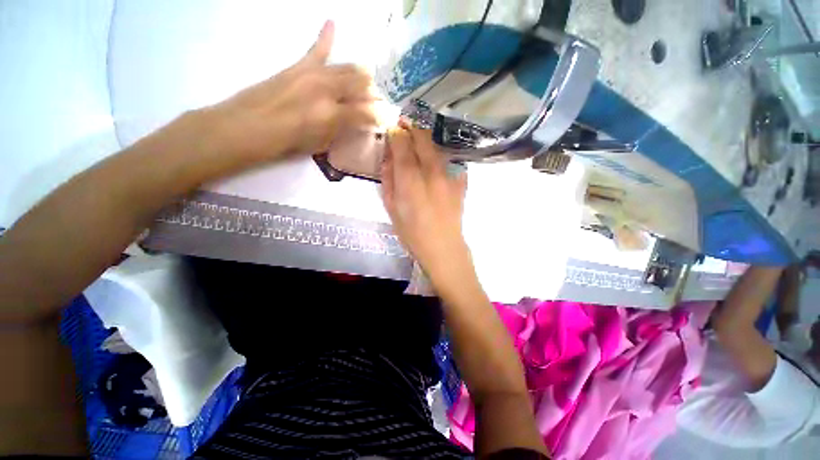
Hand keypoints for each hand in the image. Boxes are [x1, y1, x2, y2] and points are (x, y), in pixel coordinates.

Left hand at [207, 21, 380, 160]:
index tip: (383, 120)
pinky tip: (332, 23)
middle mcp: (327, 89)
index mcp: (333, 114)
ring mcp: (313, 74)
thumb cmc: (289, 143)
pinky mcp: (299, 67)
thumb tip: (357, 123)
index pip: (366, 112)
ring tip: (366, 80)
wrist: (250, 125)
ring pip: (346, 68)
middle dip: (372, 93)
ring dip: (359, 74)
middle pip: (359, 84)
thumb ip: (342, 130)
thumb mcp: (322, 144)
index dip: (377, 117)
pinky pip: (316, 49)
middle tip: (376, 101)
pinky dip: (325, 37)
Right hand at [381, 125, 469, 280]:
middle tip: (404, 126)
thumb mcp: (391, 207)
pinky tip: (434, 158)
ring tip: (418, 140)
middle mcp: (432, 171)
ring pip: (437, 144)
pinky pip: (450, 157)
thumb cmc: (412, 232)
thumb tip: (389, 156)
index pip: (402, 143)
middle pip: (423, 137)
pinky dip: (440, 152)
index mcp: (411, 180)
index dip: (396, 132)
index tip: (393, 129)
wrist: (443, 246)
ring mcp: (450, 174)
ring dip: (426, 137)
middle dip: (412, 127)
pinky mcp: (461, 179)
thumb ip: (388, 178)